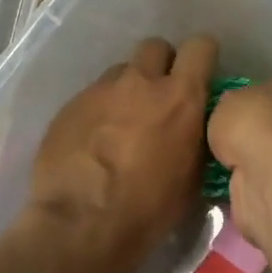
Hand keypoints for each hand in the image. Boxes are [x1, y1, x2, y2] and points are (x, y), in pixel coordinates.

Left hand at [25, 36, 218, 272]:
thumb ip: (196, 137)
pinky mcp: (69, 105)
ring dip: (128, 89)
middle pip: (156, 47)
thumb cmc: (149, 209)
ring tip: (122, 124)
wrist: (83, 225)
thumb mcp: (193, 176)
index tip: (199, 75)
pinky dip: (99, 111)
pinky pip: (92, 96)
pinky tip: (94, 143)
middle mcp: (140, 82)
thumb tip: (194, 126)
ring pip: (121, 72)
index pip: (201, 47)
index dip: (202, 58)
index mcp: (180, 97)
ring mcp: (100, 90)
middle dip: (161, 65)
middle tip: (159, 97)